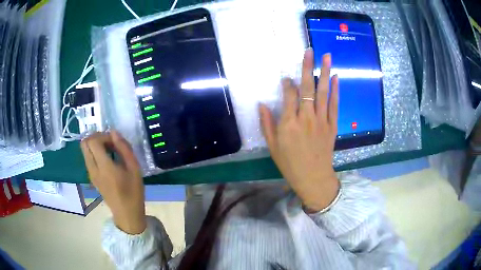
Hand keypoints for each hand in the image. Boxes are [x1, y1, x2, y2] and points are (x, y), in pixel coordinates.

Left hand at [80, 131, 145, 234]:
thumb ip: (124, 148)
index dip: (103, 135)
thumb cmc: (133, 192)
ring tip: (109, 151)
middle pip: (84, 143)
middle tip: (109, 142)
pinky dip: (94, 152)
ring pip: (84, 150)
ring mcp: (90, 173)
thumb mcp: (135, 169)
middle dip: (96, 137)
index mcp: (104, 167)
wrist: (126, 213)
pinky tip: (107, 159)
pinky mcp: (91, 177)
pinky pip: (88, 158)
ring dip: (94, 145)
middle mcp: (93, 169)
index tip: (114, 142)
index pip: (93, 141)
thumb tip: (114, 132)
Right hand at [259, 49, 339, 211]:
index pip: (289, 95)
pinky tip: (336, 77)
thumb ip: (267, 124)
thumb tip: (262, 104)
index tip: (286, 78)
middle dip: (307, 67)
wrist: (314, 178)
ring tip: (327, 57)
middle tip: (310, 50)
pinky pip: (334, 104)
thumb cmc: (290, 164)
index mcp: (289, 124)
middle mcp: (306, 118)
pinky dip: (335, 90)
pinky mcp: (332, 125)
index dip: (288, 84)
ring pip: (323, 92)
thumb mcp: (273, 146)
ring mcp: (322, 121)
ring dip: (325, 73)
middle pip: (307, 88)